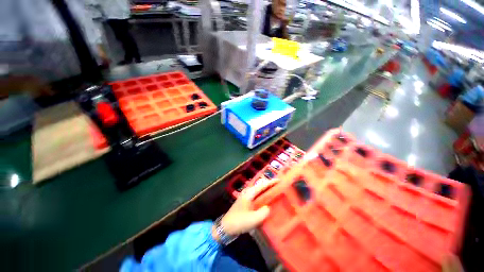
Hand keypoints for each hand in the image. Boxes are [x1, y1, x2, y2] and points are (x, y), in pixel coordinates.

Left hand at [220, 180, 275, 235]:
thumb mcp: (252, 219)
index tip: (279, 180)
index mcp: (249, 193)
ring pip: (258, 191)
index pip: (262, 185)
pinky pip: (257, 196)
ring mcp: (246, 197)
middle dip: (269, 184)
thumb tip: (268, 208)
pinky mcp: (246, 202)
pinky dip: (263, 195)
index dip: (271, 182)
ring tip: (275, 191)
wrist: (226, 227)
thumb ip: (263, 213)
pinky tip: (267, 200)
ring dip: (266, 189)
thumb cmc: (238, 222)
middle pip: (260, 186)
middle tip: (279, 185)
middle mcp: (248, 193)